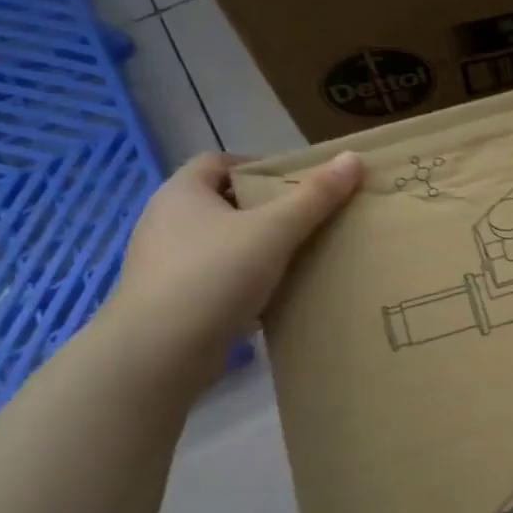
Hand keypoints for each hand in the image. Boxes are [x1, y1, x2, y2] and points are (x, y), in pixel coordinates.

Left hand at [106, 151, 362, 370]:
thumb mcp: (274, 230)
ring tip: (300, 257)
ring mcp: (166, 263)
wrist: (159, 354)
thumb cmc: (214, 276)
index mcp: (182, 193)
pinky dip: (246, 281)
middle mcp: (166, 221)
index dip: (260, 166)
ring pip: (222, 243)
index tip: (298, 184)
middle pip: (224, 202)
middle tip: (310, 219)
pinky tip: (276, 294)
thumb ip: (315, 196)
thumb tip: (352, 158)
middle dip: (266, 209)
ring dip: (258, 247)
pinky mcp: (173, 300)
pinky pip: (218, 278)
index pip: (220, 161)